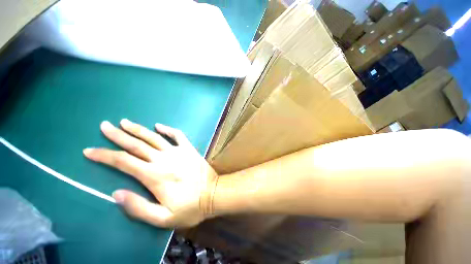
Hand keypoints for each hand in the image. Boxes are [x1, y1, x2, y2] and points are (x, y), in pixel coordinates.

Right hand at [83, 120, 218, 227]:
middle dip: (118, 135)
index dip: (104, 156)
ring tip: (125, 122)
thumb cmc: (190, 208)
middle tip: (104, 126)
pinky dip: (168, 129)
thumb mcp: (163, 218)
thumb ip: (138, 208)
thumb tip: (117, 194)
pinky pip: (178, 135)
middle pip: (136, 145)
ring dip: (139, 129)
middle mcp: (164, 159)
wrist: (213, 194)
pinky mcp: (190, 149)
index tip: (89, 151)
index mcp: (154, 175)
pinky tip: (159, 125)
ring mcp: (179, 152)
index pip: (123, 162)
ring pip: (154, 137)